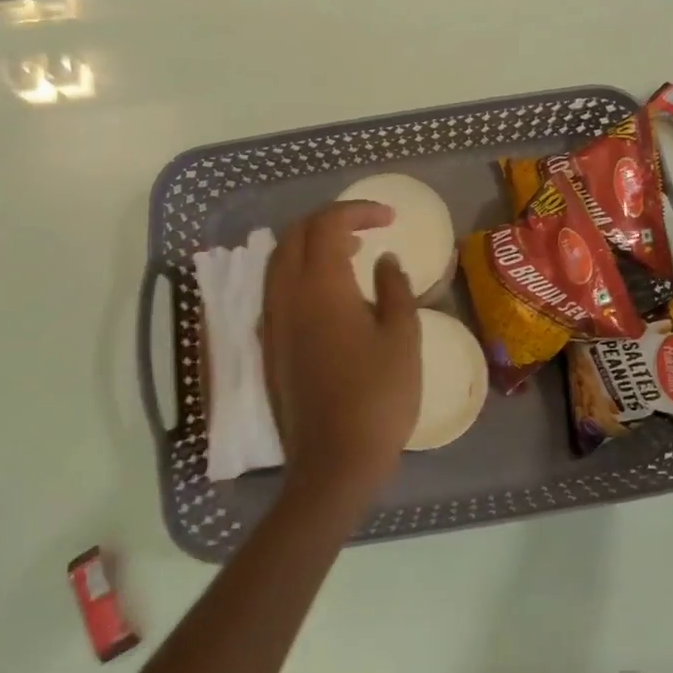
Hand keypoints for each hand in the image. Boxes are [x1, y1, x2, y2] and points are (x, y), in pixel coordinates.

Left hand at [261, 201, 421, 500]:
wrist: (334, 462)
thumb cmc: (379, 396)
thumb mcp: (403, 337)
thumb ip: (394, 289)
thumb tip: (385, 261)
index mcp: (320, 286)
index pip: (328, 224)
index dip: (358, 211)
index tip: (390, 219)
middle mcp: (286, 295)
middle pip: (296, 235)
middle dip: (331, 220)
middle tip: (368, 229)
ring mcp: (271, 321)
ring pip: (280, 261)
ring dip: (312, 245)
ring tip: (350, 255)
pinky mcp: (269, 346)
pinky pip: (277, 289)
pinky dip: (300, 273)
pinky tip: (329, 295)